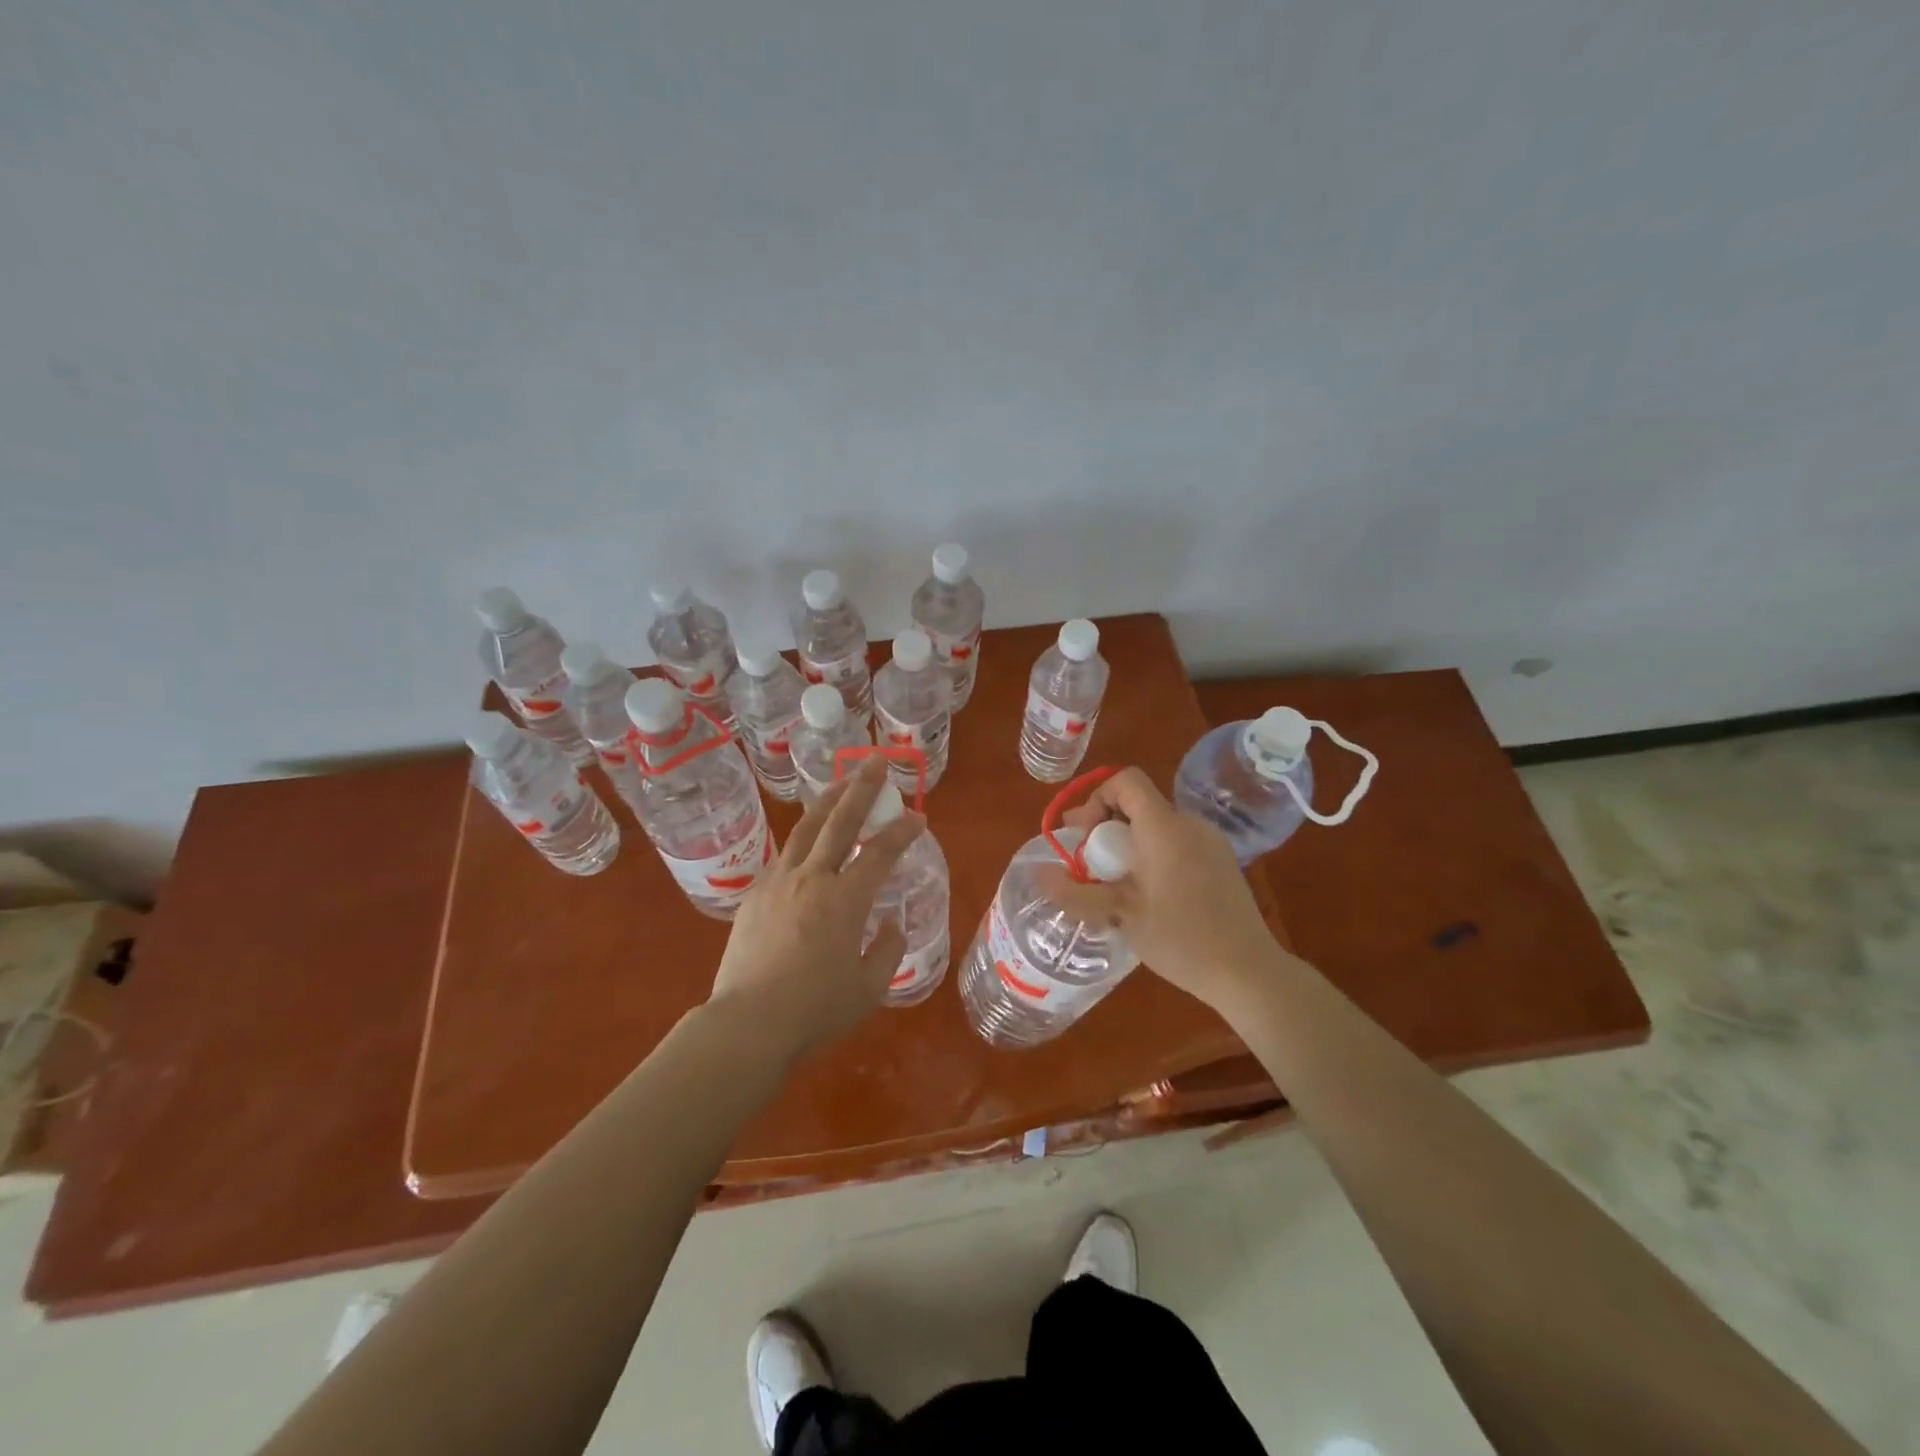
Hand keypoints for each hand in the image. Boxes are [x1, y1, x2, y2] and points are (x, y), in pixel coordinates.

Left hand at [707, 758, 925, 1061]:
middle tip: (876, 762)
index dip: (903, 831)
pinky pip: (784, 855)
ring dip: (827, 800)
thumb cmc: (814, 1011)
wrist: (747, 1024)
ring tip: (841, 782)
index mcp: (845, 900)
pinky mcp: (755, 894)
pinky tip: (808, 840)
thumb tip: (890, 922)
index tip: (918, 817)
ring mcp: (779, 882)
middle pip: (840, 821)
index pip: (882, 852)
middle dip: (862, 788)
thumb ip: (887, 948)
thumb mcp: (869, 988)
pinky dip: (802, 838)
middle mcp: (812, 879)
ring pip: (806, 828)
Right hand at [1044, 767, 1281, 1015]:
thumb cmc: (1182, 939)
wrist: (1249, 972)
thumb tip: (1038, 875)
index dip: (1097, 798)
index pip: (1126, 781)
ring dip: (1128, 843)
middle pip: (1139, 804)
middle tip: (1090, 866)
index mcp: (1165, 827)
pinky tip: (1147, 894)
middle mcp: (1190, 824)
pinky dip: (1152, 854)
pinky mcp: (1221, 861)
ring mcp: (1210, 841)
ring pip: (1157, 825)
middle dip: (1107, 827)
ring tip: (1115, 885)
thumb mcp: (1122, 915)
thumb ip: (1077, 892)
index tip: (1084, 838)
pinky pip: (1176, 842)